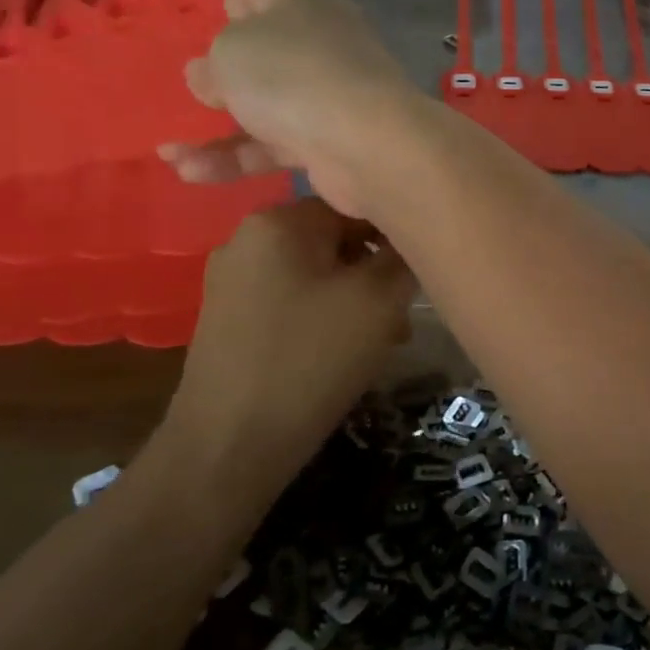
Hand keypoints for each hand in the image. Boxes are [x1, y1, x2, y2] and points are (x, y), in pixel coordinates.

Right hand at [159, 0, 417, 219]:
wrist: (367, 141)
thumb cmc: (289, 74)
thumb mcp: (229, 53)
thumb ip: (211, 63)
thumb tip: (208, 75)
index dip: (232, 8)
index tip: (209, 32)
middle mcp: (322, 38)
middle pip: (267, 51)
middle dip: (226, 74)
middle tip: (193, 93)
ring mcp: (332, 91)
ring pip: (268, 104)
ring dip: (218, 129)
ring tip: (167, 152)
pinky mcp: (334, 139)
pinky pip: (278, 143)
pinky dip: (239, 157)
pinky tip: (190, 173)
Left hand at [166, 197, 415, 473]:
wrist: (230, 446)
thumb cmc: (311, 359)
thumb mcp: (379, 300)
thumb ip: (404, 256)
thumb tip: (413, 237)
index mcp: (279, 220)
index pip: (356, 203)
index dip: (396, 234)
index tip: (419, 272)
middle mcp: (247, 239)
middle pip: (336, 239)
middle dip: (376, 272)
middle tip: (404, 314)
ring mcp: (232, 281)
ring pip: (317, 273)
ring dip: (356, 298)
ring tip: (384, 339)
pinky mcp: (229, 319)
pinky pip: (293, 300)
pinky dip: (326, 316)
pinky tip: (345, 352)